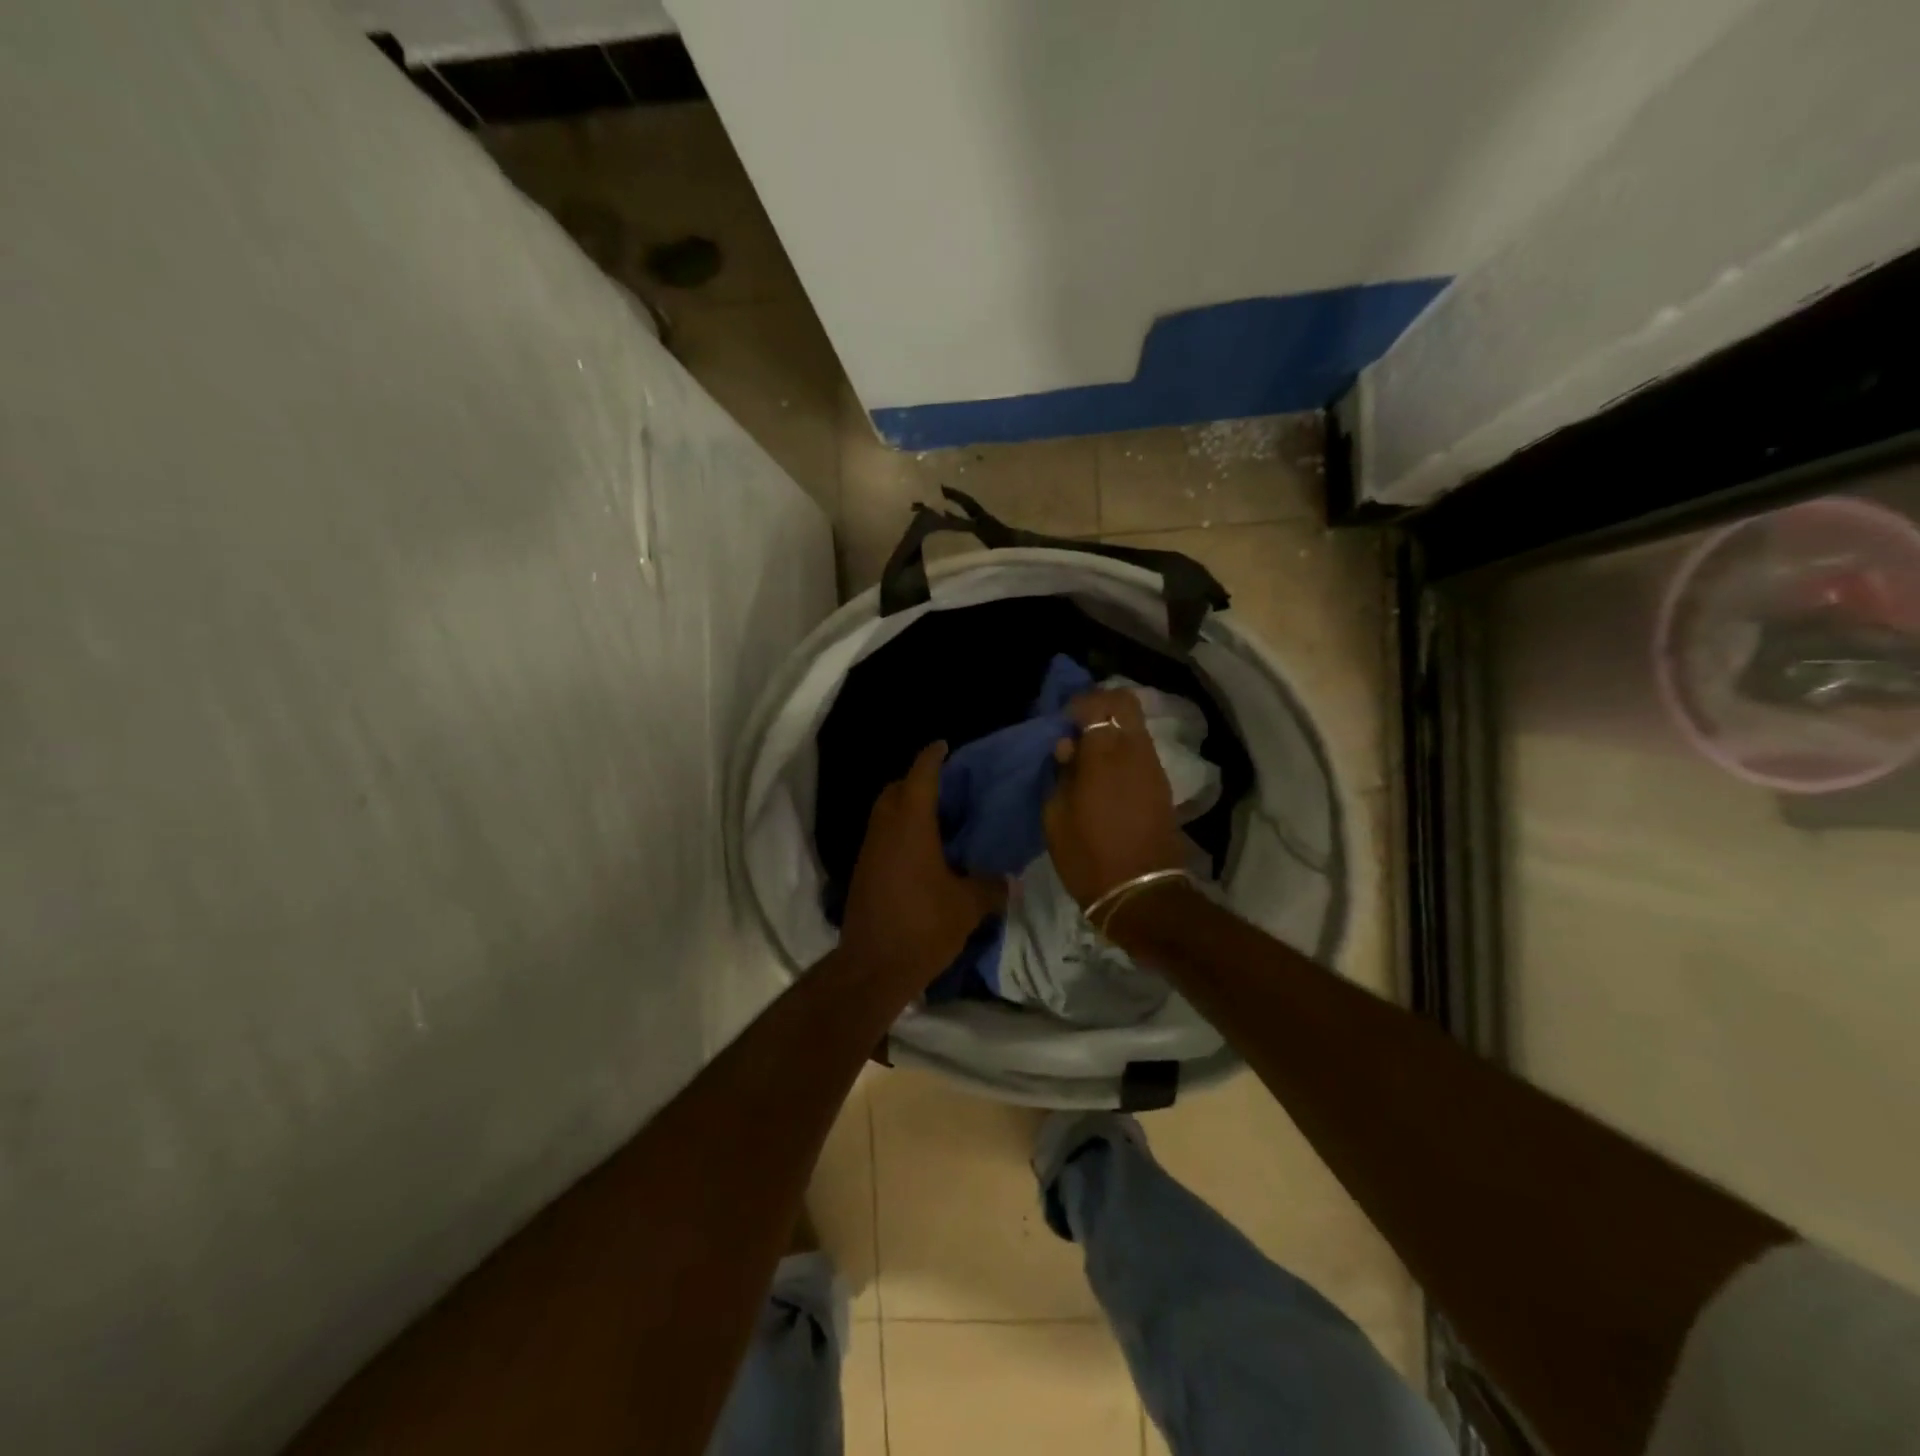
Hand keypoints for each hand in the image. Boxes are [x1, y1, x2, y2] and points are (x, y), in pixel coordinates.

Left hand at [839, 742, 1007, 991]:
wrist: (872, 966)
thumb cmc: (923, 925)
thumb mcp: (968, 906)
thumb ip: (990, 886)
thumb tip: (1007, 880)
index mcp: (911, 826)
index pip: (920, 776)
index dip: (933, 757)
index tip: (944, 745)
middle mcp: (885, 830)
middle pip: (895, 789)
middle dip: (916, 780)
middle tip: (946, 789)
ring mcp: (869, 851)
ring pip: (884, 813)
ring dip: (905, 807)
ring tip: (937, 819)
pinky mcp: (863, 872)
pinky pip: (881, 837)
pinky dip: (899, 832)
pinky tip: (922, 852)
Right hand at [1043, 690, 1188, 908]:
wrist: (1140, 893)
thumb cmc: (1088, 856)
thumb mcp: (1057, 817)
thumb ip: (1061, 773)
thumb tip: (1068, 747)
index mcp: (1104, 754)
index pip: (1098, 703)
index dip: (1078, 704)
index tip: (1062, 722)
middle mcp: (1134, 751)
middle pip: (1126, 704)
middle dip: (1101, 706)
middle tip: (1079, 728)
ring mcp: (1153, 768)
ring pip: (1135, 727)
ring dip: (1114, 730)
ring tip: (1090, 754)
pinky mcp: (1161, 785)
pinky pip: (1141, 751)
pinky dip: (1124, 750)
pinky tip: (1106, 775)